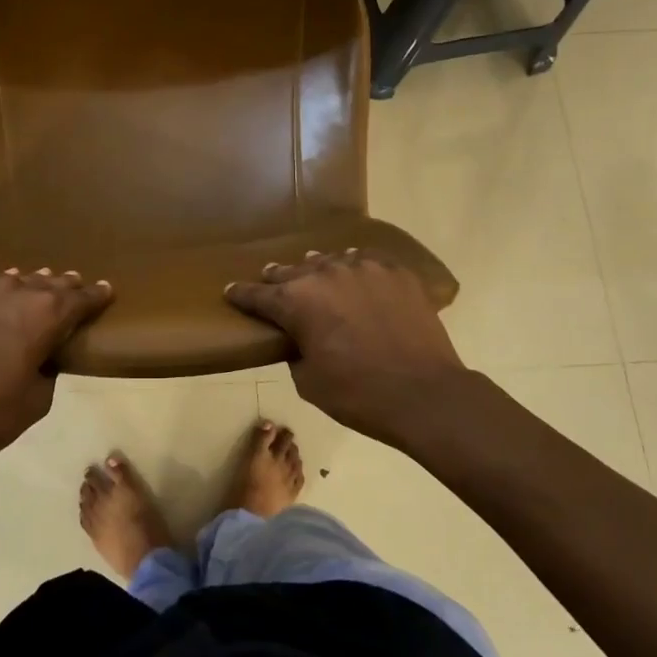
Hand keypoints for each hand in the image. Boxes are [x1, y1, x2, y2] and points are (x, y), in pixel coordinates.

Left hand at [0, 268, 112, 478]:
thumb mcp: (38, 399)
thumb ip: (48, 368)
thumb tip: (42, 356)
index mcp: (44, 315)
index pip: (79, 299)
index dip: (96, 295)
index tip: (107, 289)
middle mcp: (14, 292)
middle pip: (47, 283)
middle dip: (63, 285)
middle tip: (74, 283)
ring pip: (13, 280)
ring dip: (28, 285)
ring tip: (36, 285)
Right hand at [226, 250, 469, 447]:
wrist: (425, 395)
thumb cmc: (359, 395)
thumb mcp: (308, 382)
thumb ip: (295, 351)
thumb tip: (300, 338)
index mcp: (296, 301)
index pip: (258, 295)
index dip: (241, 294)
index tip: (231, 290)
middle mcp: (325, 274)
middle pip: (292, 271)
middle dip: (278, 278)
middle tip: (271, 279)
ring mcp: (363, 268)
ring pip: (330, 261)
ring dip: (317, 270)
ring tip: (314, 274)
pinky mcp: (395, 271)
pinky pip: (366, 261)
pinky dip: (355, 268)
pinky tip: (355, 273)